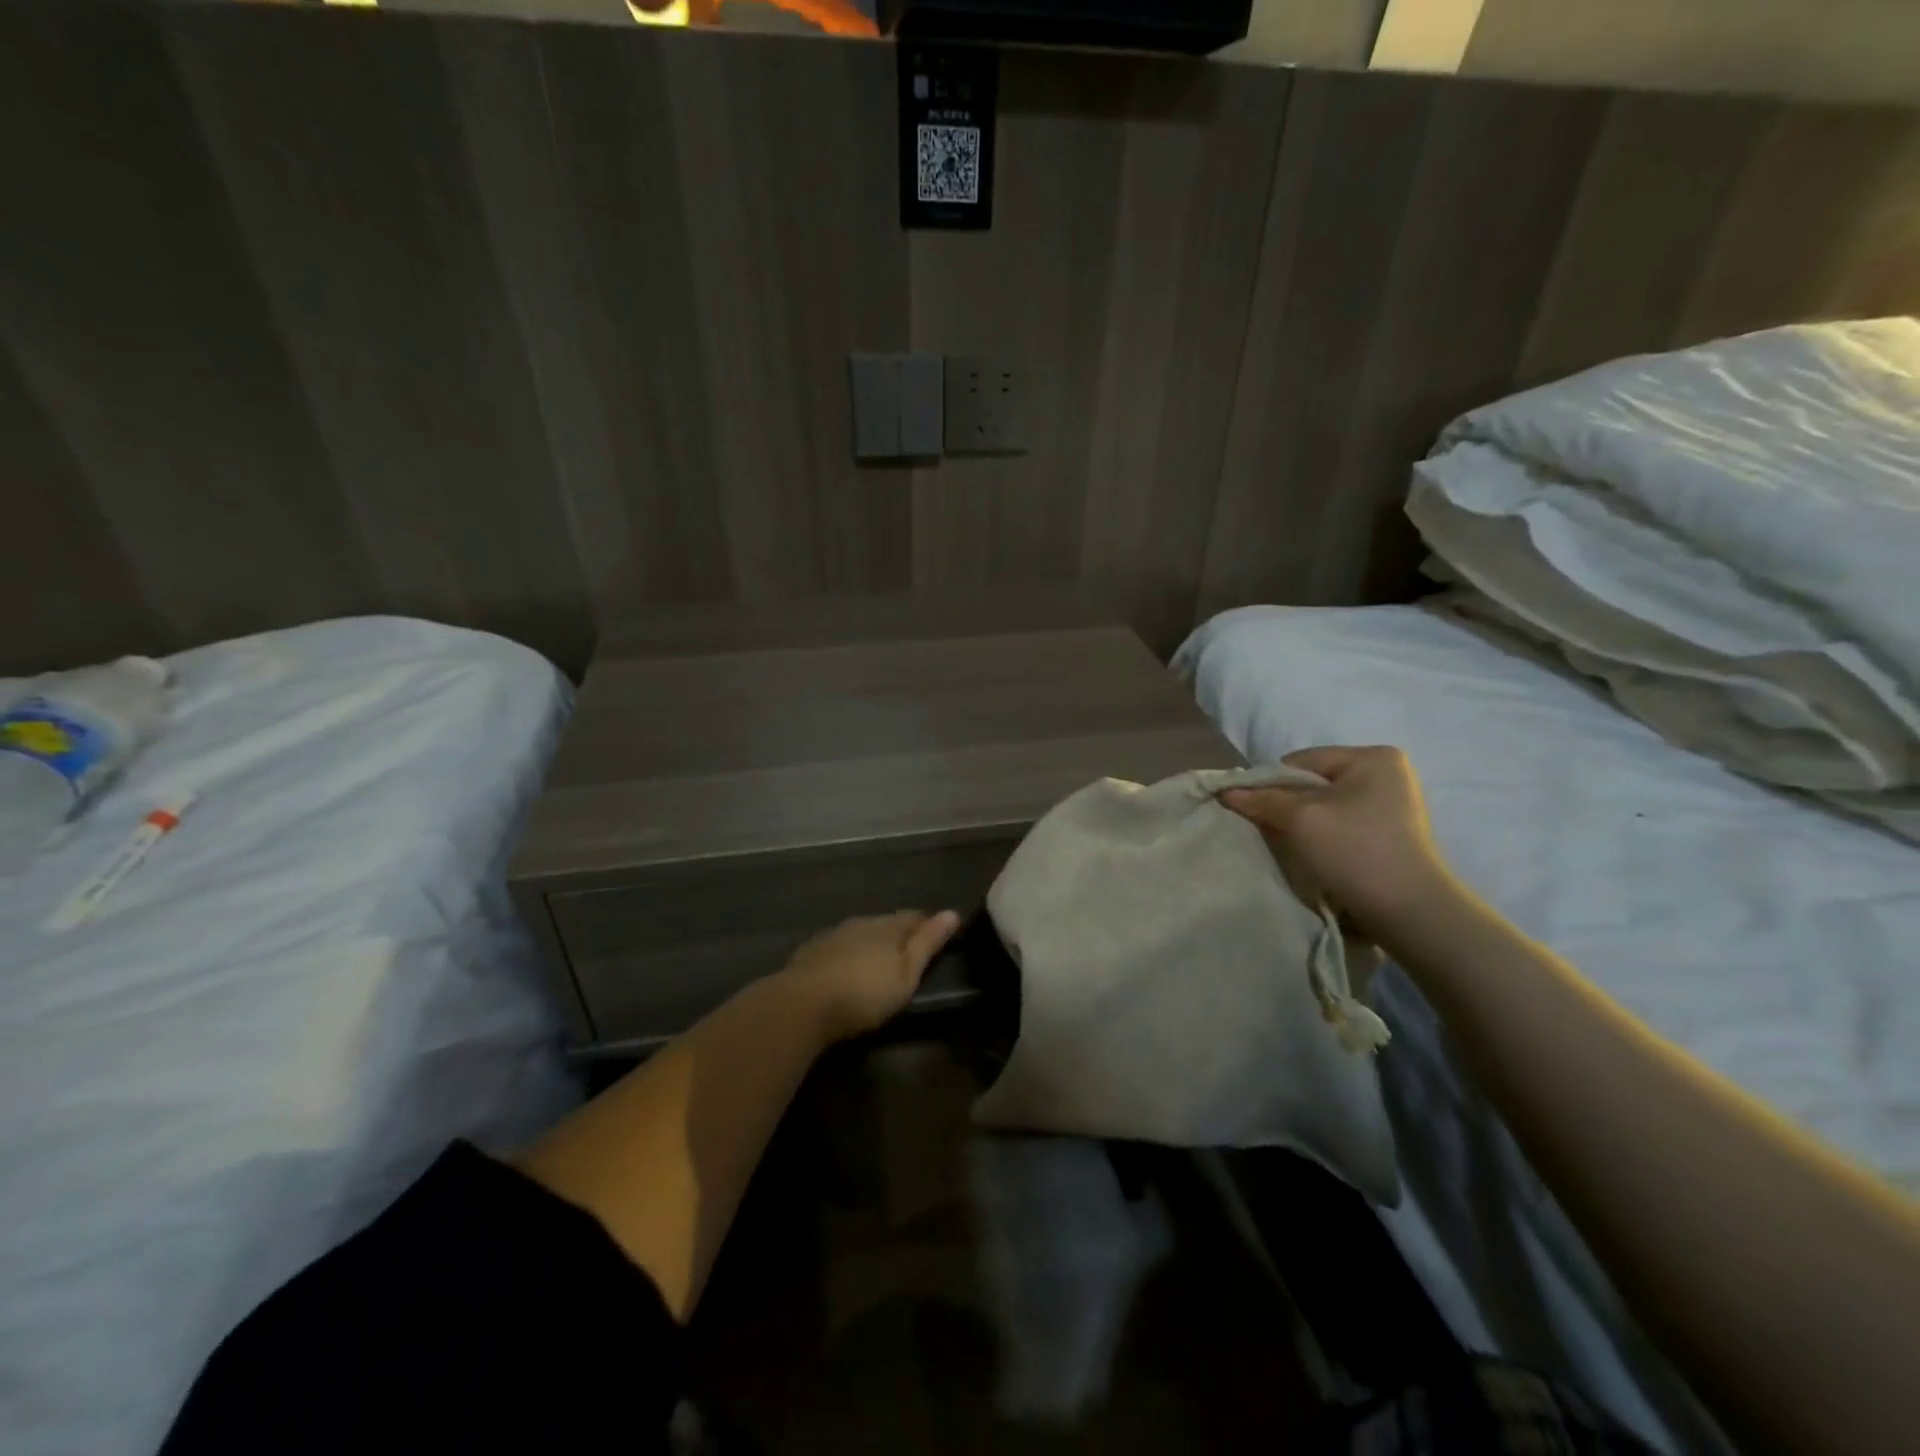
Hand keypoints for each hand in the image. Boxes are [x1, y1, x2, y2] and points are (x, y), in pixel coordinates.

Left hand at [773, 910, 961, 1043]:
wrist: (801, 1005)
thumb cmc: (863, 993)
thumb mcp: (905, 974)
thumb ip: (927, 943)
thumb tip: (952, 912)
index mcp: (887, 926)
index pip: (914, 917)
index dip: (929, 925)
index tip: (939, 936)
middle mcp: (861, 923)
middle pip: (887, 923)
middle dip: (899, 933)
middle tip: (910, 953)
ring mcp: (833, 935)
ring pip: (861, 933)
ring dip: (872, 942)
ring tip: (880, 961)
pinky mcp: (812, 952)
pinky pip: (839, 946)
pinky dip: (849, 953)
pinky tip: (848, 967)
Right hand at [1220, 746, 1456, 941]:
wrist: (1410, 912)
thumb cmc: (1355, 850)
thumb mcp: (1300, 818)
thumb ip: (1262, 799)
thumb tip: (1226, 791)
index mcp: (1372, 757)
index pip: (1300, 761)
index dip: (1270, 784)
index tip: (1252, 811)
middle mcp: (1387, 775)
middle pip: (1312, 784)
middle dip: (1286, 805)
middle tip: (1267, 830)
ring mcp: (1392, 807)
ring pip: (1324, 807)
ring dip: (1301, 825)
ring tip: (1290, 847)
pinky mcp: (1390, 836)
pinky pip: (1340, 826)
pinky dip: (1321, 838)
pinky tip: (1313, 857)